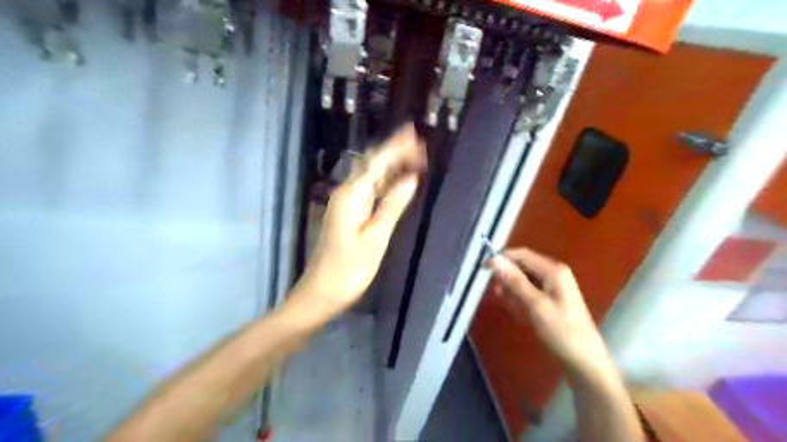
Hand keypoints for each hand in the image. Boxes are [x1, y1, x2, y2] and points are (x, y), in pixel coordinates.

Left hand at [292, 124, 427, 317]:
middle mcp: (346, 193)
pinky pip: (369, 190)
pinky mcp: (348, 213)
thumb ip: (392, 206)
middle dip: (394, 151)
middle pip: (372, 164)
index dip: (396, 147)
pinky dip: (385, 182)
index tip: (415, 135)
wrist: (322, 291)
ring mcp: (345, 203)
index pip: (377, 162)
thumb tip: (411, 179)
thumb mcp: (375, 238)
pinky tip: (397, 181)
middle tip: (418, 143)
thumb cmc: (350, 269)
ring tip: (414, 156)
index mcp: (352, 195)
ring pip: (371, 176)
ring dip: (391, 165)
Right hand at [491, 249, 609, 376]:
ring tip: (511, 308)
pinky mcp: (551, 301)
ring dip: (513, 291)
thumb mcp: (535, 305)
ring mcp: (553, 288)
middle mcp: (554, 274)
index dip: (502, 259)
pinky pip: (529, 293)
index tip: (483, 270)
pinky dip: (520, 300)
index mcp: (553, 270)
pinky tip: (520, 314)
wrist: (585, 362)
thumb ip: (514, 281)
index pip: (521, 255)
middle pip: (522, 267)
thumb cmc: (562, 332)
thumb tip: (494, 260)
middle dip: (507, 278)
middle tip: (498, 296)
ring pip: (524, 281)